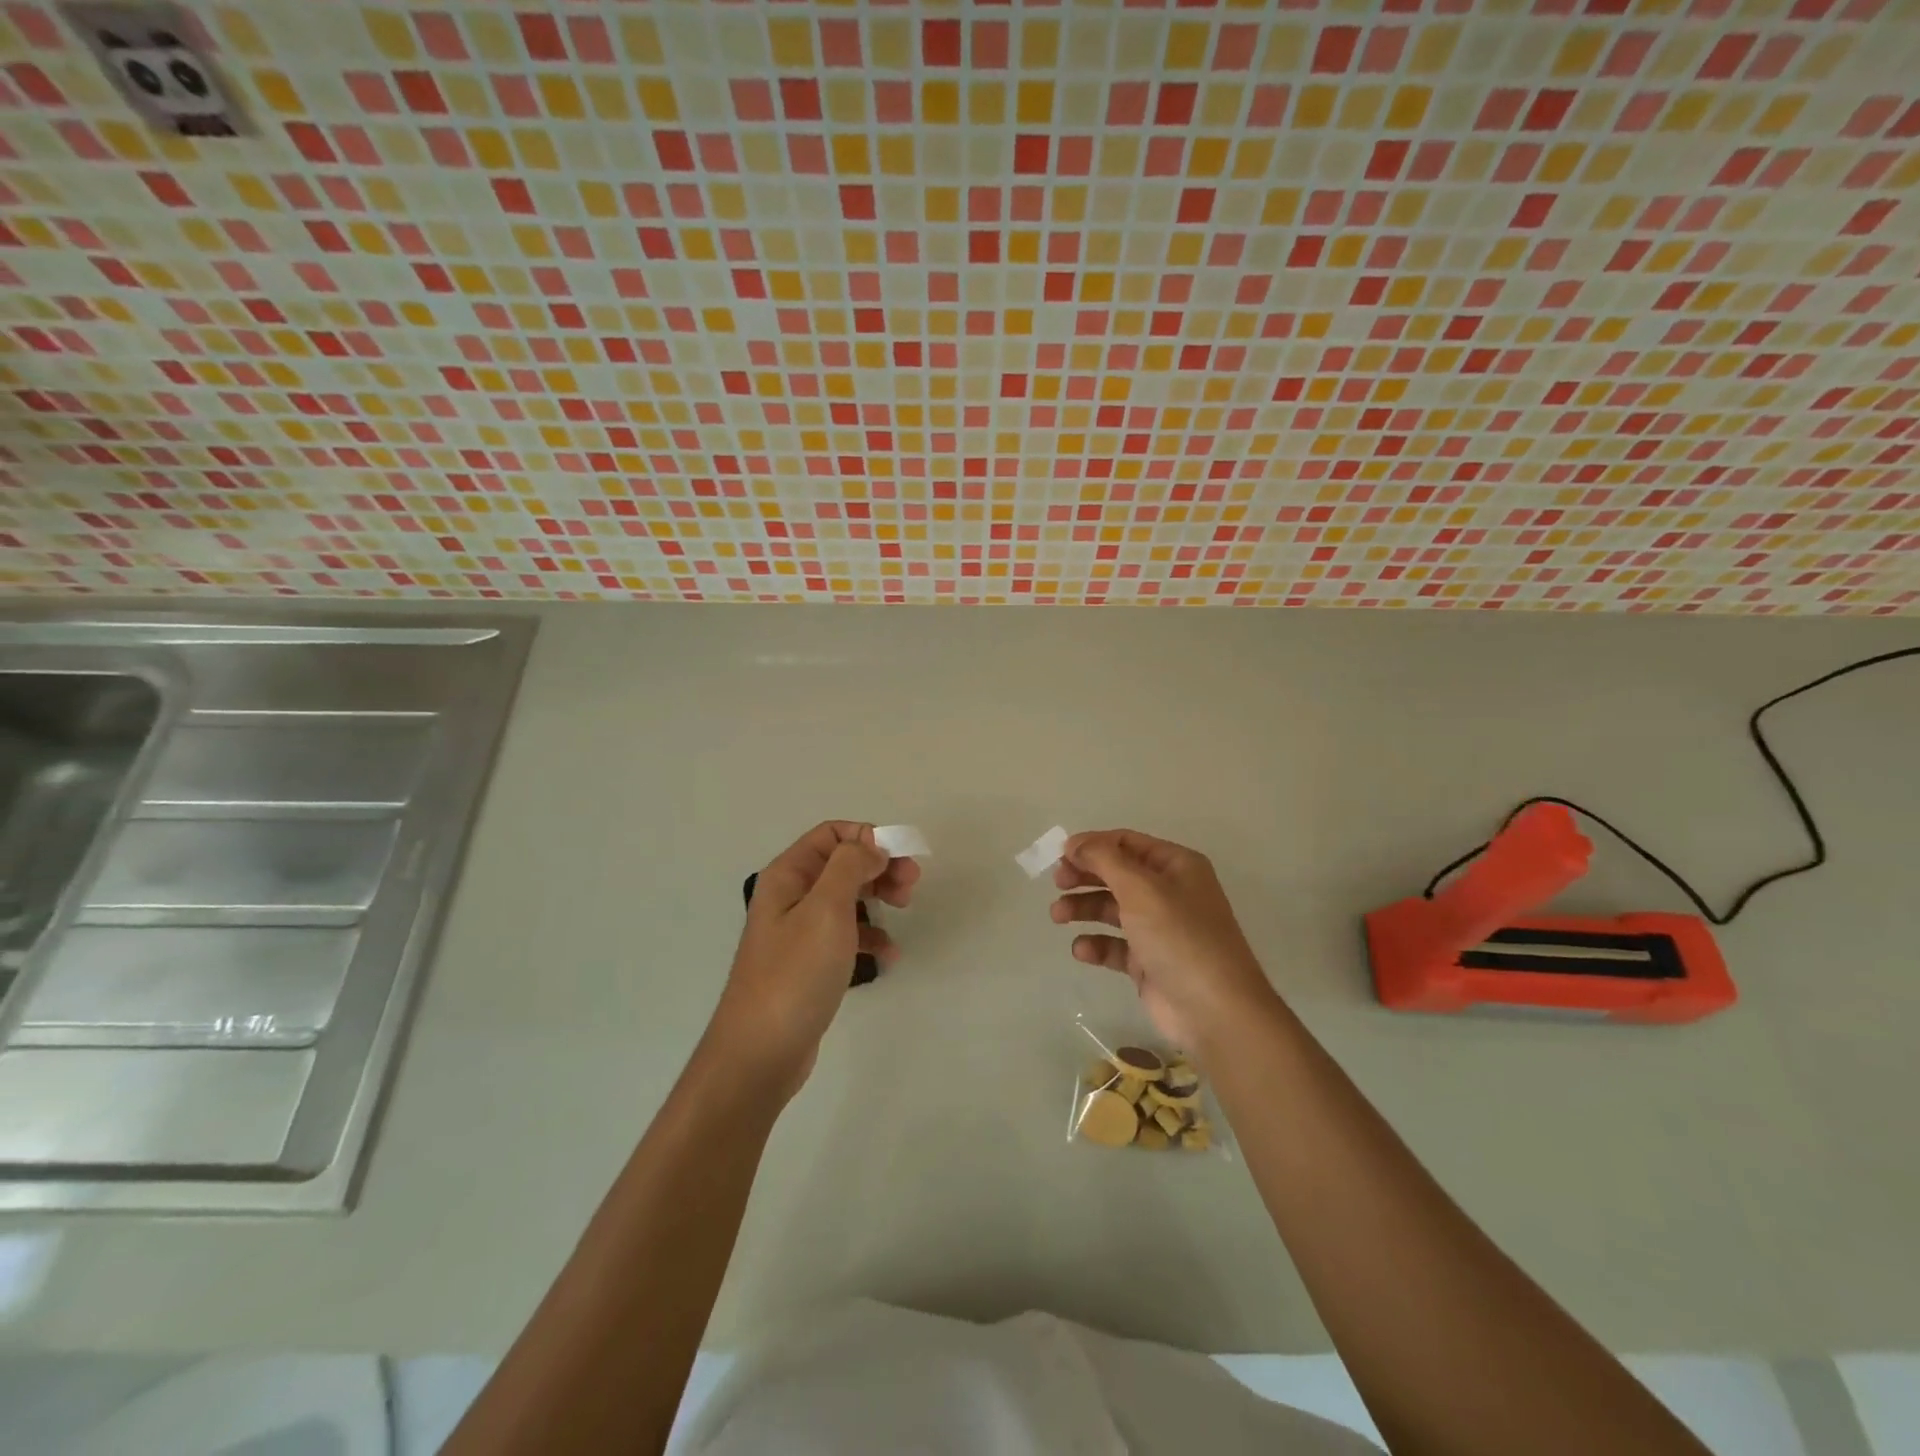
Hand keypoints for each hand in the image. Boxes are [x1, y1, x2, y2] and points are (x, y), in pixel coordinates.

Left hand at [710, 822, 919, 1094]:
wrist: (760, 1052)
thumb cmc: (794, 974)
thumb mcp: (826, 909)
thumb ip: (850, 866)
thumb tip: (872, 845)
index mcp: (788, 875)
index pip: (832, 834)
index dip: (869, 837)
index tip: (901, 858)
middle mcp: (791, 896)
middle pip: (843, 863)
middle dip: (880, 866)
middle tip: (912, 884)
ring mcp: (800, 931)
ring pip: (848, 897)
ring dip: (879, 896)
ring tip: (906, 909)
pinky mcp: (811, 962)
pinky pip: (847, 935)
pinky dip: (871, 936)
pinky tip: (890, 954)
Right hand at [1051, 829, 1278, 1054]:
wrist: (1214, 1010)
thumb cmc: (1179, 937)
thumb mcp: (1141, 888)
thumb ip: (1104, 859)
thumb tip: (1074, 843)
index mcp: (1176, 866)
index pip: (1127, 842)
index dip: (1092, 845)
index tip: (1060, 855)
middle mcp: (1169, 892)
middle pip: (1116, 874)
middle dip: (1085, 876)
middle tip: (1057, 883)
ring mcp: (1159, 928)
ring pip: (1112, 908)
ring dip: (1083, 908)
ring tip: (1058, 916)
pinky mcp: (1148, 961)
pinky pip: (1115, 945)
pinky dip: (1096, 944)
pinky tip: (1082, 950)